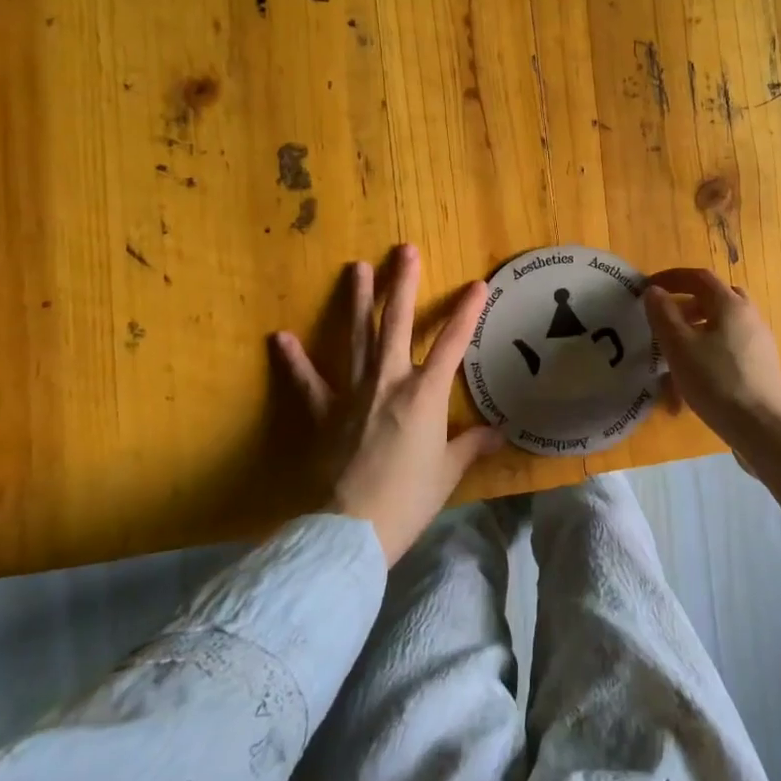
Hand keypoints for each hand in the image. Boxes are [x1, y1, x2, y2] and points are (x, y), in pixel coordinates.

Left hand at [273, 245, 503, 564]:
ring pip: (355, 337)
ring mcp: (352, 393)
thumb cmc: (408, 499)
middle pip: (396, 324)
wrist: (351, 529)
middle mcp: (389, 382)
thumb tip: (500, 433)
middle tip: (404, 251)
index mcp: (425, 394)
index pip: (454, 343)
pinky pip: (306, 381)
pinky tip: (280, 337)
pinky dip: (293, 360)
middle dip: (402, 284)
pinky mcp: (322, 413)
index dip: (467, 312)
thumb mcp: (447, 473)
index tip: (478, 283)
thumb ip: (472, 446)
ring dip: (356, 301)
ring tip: (356, 267)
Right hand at [644, 267, 780, 540]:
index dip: (671, 278)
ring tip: (671, 361)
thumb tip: (654, 291)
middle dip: (686, 306)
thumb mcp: (679, 347)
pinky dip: (706, 357)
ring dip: (694, 335)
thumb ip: (663, 314)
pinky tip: (690, 388)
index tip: (647, 288)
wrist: (765, 429)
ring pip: (720, 328)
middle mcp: (749, 317)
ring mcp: (758, 344)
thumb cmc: (717, 382)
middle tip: (664, 321)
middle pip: (714, 300)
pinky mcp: (760, 368)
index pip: (699, 277)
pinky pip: (727, 351)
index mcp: (731, 304)